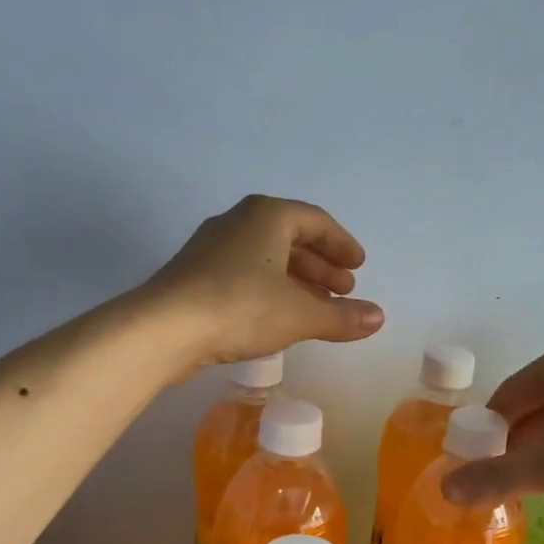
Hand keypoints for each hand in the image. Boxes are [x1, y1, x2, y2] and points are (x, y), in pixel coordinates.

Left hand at [145, 195, 384, 368]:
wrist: (164, 328)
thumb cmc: (240, 307)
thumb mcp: (300, 314)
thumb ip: (342, 316)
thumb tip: (380, 318)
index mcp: (267, 216)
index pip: (315, 222)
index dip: (341, 244)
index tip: (358, 267)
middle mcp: (238, 222)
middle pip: (290, 238)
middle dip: (320, 265)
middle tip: (343, 290)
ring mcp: (212, 248)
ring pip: (266, 258)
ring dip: (297, 281)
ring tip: (317, 308)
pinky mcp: (195, 276)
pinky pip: (245, 274)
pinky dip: (270, 290)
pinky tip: (278, 317)